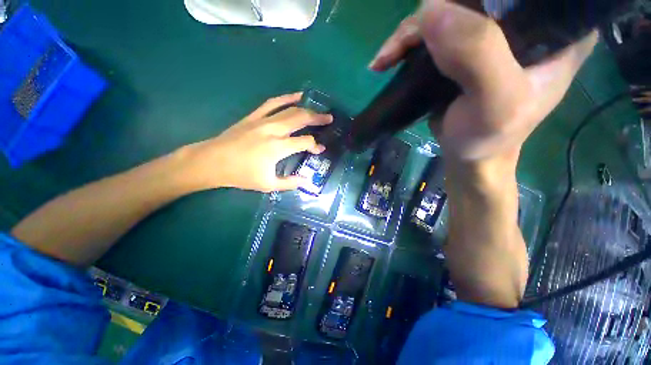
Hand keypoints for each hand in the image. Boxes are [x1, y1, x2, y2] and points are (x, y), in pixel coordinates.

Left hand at [179, 93, 332, 192]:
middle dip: (318, 119)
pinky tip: (297, 96)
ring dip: (307, 109)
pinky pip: (273, 103)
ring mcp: (263, 120)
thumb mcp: (268, 184)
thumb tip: (307, 180)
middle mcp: (273, 130)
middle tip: (329, 118)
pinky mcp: (254, 116)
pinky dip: (286, 98)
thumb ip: (290, 183)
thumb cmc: (241, 175)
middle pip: (301, 119)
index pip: (305, 142)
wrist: (212, 161)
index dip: (315, 145)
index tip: (321, 149)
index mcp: (277, 148)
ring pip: (290, 110)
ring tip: (318, 109)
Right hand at [369, 1, 597, 163]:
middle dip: (434, 12)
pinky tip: (388, 59)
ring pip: (449, 10)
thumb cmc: (491, 138)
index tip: (445, 13)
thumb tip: (430, 10)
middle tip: (403, 44)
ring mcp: (492, 33)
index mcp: (559, 28)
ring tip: (385, 58)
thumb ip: (477, 54)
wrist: (471, 156)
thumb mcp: (496, 102)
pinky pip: (434, 32)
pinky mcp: (466, 48)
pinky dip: (407, 44)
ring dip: (411, 33)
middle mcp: (527, 22)